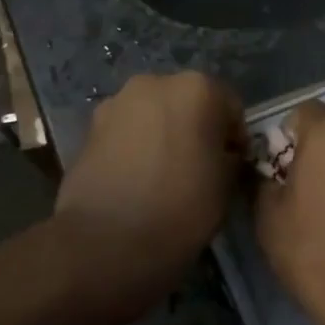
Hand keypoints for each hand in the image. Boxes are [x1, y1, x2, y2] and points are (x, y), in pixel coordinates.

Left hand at [55, 72, 245, 305]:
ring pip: (154, 115)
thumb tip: (222, 156)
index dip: (234, 138)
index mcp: (198, 89)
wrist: (106, 242)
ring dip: (163, 135)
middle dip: (195, 128)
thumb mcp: (227, 186)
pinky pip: (126, 132)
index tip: (232, 166)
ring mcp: (117, 102)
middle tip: (198, 167)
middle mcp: (156, 83)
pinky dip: (135, 147)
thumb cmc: (181, 208)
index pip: (231, 107)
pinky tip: (136, 180)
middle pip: (188, 102)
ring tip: (163, 175)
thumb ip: (230, 159)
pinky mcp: (89, 128)